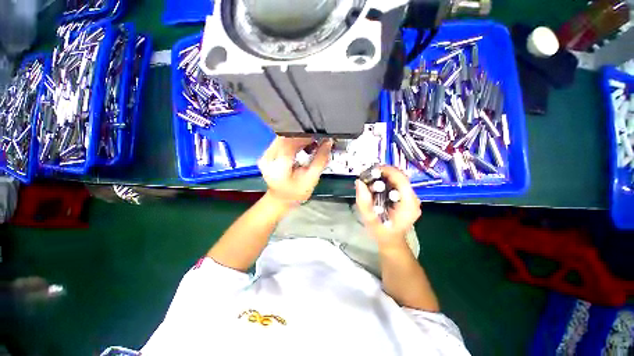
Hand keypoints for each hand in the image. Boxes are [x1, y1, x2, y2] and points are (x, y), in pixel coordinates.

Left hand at [259, 137, 332, 206]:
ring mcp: (265, 155)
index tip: (317, 139)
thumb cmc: (297, 191)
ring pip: (283, 137)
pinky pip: (280, 140)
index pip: (289, 144)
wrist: (282, 198)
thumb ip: (320, 160)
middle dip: (301, 137)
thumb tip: (328, 143)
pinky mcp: (267, 153)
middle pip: (285, 138)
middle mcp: (267, 159)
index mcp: (278, 168)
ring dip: (297, 138)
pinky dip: (292, 140)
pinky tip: (300, 146)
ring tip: (308, 144)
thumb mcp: (311, 178)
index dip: (304, 139)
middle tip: (314, 141)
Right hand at [355, 166, 420, 248]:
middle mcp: (414, 199)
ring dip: (384, 177)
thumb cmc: (381, 233)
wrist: (391, 241)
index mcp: (408, 204)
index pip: (401, 179)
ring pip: (398, 179)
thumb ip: (364, 202)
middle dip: (383, 173)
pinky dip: (386, 182)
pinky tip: (376, 186)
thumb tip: (359, 182)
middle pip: (400, 177)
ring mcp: (412, 198)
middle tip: (368, 176)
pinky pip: (397, 184)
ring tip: (371, 181)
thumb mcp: (370, 219)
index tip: (371, 170)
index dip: (386, 171)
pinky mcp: (407, 197)